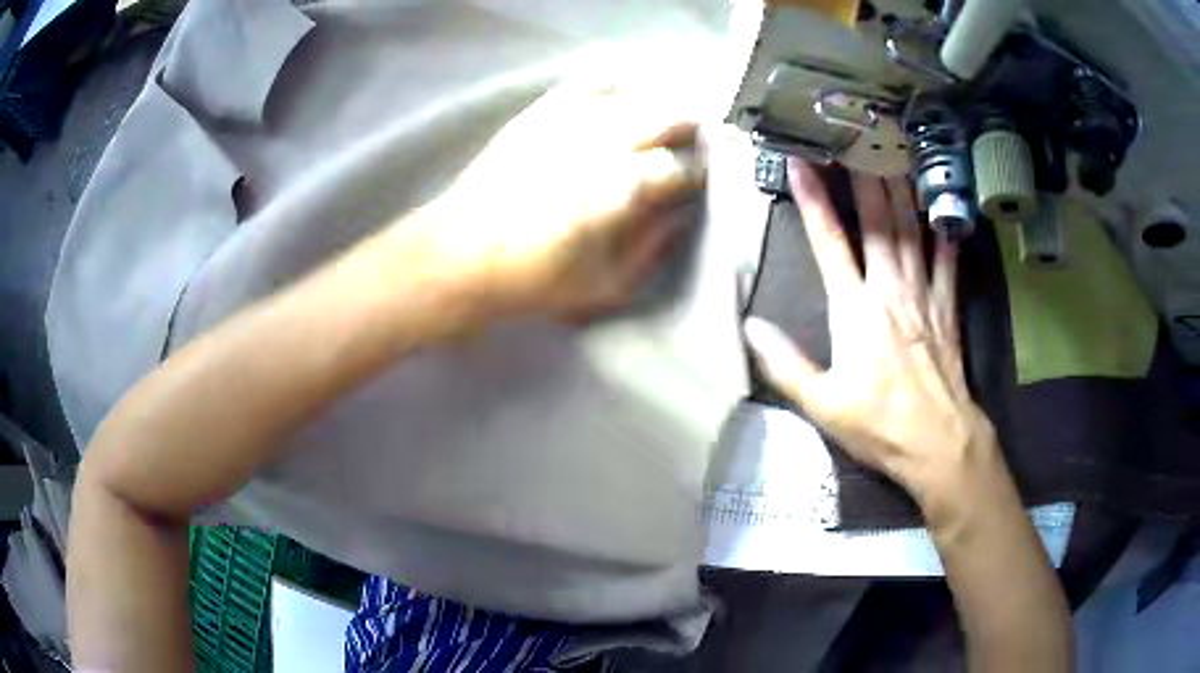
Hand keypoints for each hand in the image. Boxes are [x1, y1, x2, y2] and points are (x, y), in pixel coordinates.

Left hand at [418, 77, 704, 320]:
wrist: (463, 255)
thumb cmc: (536, 280)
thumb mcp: (608, 285)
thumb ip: (655, 247)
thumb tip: (682, 215)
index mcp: (623, 187)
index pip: (683, 168)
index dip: (700, 174)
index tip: (700, 183)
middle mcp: (603, 142)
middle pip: (668, 116)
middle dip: (688, 131)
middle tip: (688, 148)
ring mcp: (570, 121)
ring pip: (635, 97)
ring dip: (656, 111)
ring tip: (655, 131)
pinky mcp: (541, 113)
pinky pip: (589, 87)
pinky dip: (613, 94)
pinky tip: (613, 110)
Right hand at [744, 159, 994, 499]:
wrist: (939, 444)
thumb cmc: (879, 425)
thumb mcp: (821, 405)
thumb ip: (785, 363)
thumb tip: (750, 327)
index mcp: (854, 310)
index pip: (828, 241)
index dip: (812, 198)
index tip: (799, 160)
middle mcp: (889, 290)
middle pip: (876, 221)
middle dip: (862, 175)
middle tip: (855, 137)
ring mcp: (923, 296)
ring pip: (912, 231)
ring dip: (901, 189)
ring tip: (894, 152)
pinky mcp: (948, 309)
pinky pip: (948, 262)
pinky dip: (946, 232)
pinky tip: (944, 208)